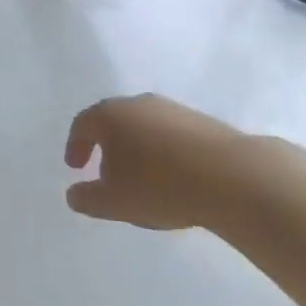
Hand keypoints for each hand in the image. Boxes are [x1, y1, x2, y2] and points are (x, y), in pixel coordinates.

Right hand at [64, 94, 249, 230]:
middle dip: (106, 146)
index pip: (83, 124)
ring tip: (142, 180)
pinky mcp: (203, 122)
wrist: (232, 177)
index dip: (76, 146)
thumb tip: (73, 194)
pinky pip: (171, 135)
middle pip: (114, 121)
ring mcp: (173, 110)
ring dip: (137, 149)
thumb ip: (88, 198)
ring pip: (144, 126)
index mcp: (110, 115)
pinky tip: (174, 177)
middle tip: (105, 173)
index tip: (75, 167)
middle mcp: (138, 104)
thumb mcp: (115, 202)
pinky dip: (164, 153)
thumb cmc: (160, 186)